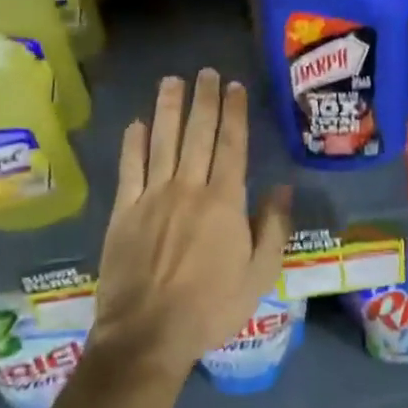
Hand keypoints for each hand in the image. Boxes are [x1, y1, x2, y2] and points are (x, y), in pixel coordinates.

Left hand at [90, 70, 292, 383]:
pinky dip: (133, 144)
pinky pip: (129, 169)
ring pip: (162, 142)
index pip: (232, 146)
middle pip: (198, 134)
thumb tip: (283, 187)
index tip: (234, 87)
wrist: (148, 335)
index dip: (234, 113)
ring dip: (168, 109)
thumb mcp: (259, 275)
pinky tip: (137, 123)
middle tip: (206, 72)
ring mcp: (152, 197)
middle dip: (204, 100)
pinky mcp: (124, 212)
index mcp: (224, 202)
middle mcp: (189, 188)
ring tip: (173, 81)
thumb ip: (273, 228)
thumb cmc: (211, 307)